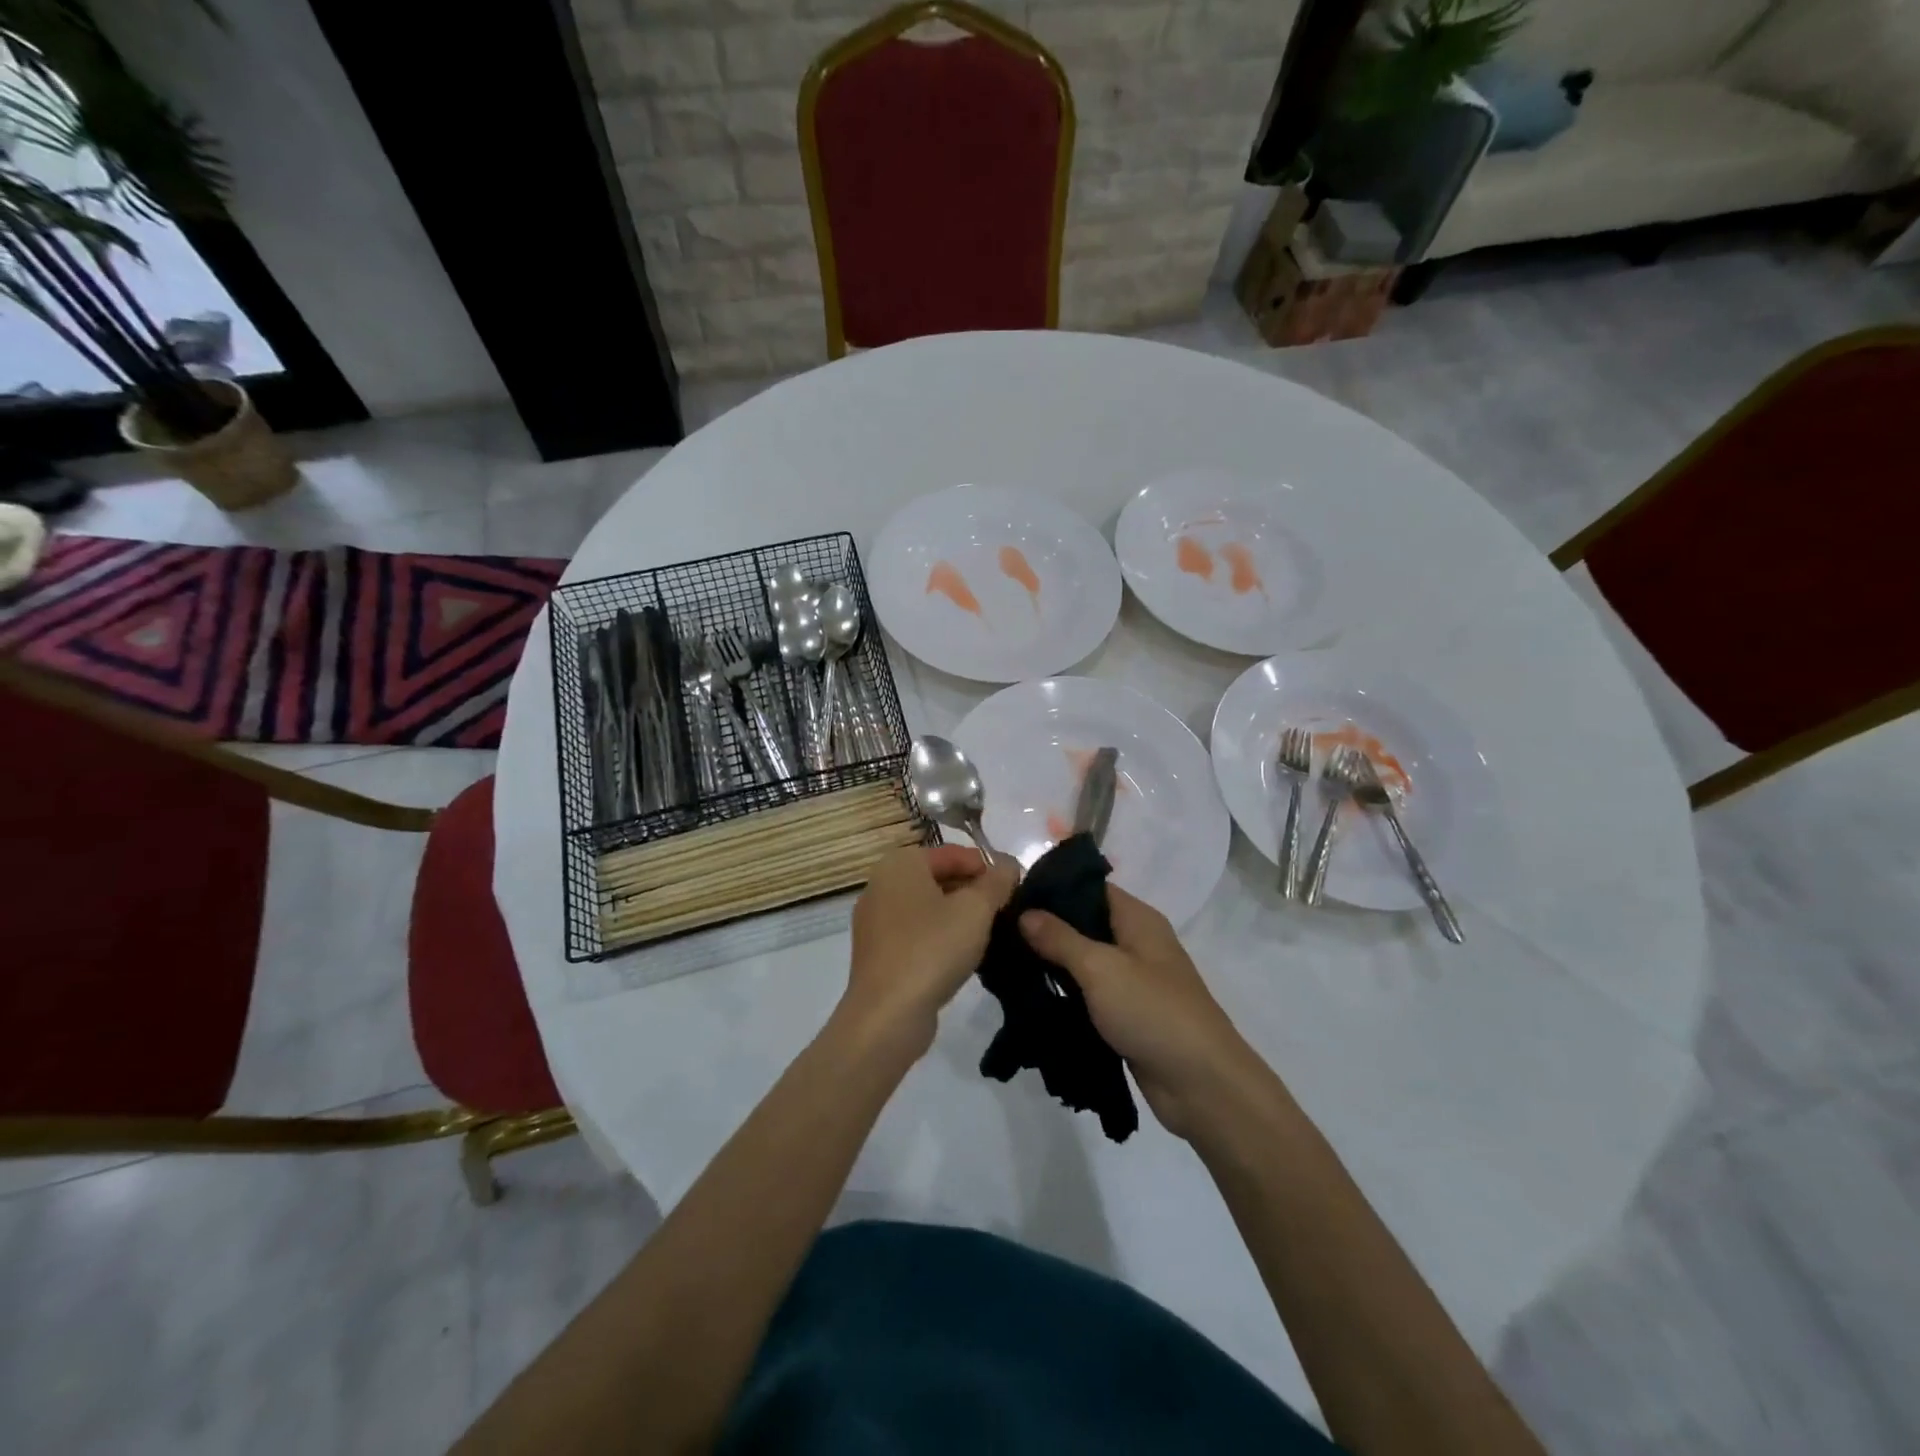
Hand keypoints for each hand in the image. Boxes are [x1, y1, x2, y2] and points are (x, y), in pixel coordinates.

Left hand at [844, 845, 1018, 1054]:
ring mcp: (875, 920)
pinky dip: (940, 936)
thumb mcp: (976, 909)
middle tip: (1005, 911)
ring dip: (959, 915)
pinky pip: (916, 932)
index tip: (1014, 888)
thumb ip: (997, 881)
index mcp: (900, 863)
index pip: (953, 852)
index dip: (987, 867)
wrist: (888, 1014)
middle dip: (973, 891)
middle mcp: (881, 884)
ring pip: (928, 907)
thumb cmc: (933, 949)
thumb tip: (1009, 865)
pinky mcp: (877, 952)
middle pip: (939, 877)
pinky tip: (963, 955)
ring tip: (990, 933)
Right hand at [1020, 887, 1260, 1139]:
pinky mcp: (1128, 1015)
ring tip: (1006, 962)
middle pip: (1085, 924)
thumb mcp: (1100, 969)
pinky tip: (1031, 996)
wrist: (1201, 1084)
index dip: (1053, 888)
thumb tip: (1025, 912)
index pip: (1090, 887)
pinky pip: (1089, 994)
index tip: (1012, 894)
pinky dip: (1065, 994)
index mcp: (1138, 919)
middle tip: (1000, 931)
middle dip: (1046, 928)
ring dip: (1053, 964)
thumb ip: (1060, 939)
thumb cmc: (1153, 1011)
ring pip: (1085, 961)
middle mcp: (1137, 943)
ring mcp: (1133, 981)